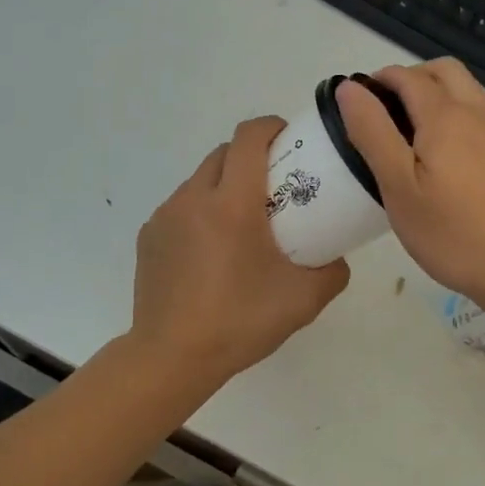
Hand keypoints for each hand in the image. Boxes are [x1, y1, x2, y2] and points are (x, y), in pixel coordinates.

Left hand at [129, 116, 350, 387]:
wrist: (171, 357)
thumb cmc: (240, 320)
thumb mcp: (304, 299)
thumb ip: (332, 271)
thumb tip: (335, 257)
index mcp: (232, 202)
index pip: (249, 137)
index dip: (272, 127)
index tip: (291, 141)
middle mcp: (194, 197)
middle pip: (224, 153)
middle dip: (251, 157)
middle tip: (275, 187)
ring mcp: (165, 216)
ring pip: (200, 180)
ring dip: (224, 187)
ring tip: (242, 225)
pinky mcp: (148, 237)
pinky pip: (180, 208)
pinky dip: (200, 214)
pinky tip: (211, 254)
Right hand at [337, 60, 484, 305]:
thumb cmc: (451, 230)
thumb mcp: (398, 185)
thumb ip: (372, 131)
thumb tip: (349, 87)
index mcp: (445, 115)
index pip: (407, 76)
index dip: (377, 80)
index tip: (354, 104)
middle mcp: (474, 112)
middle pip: (443, 70)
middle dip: (409, 78)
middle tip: (381, 112)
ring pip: (463, 89)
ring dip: (433, 93)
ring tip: (404, 131)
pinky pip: (474, 113)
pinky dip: (451, 112)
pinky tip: (435, 153)